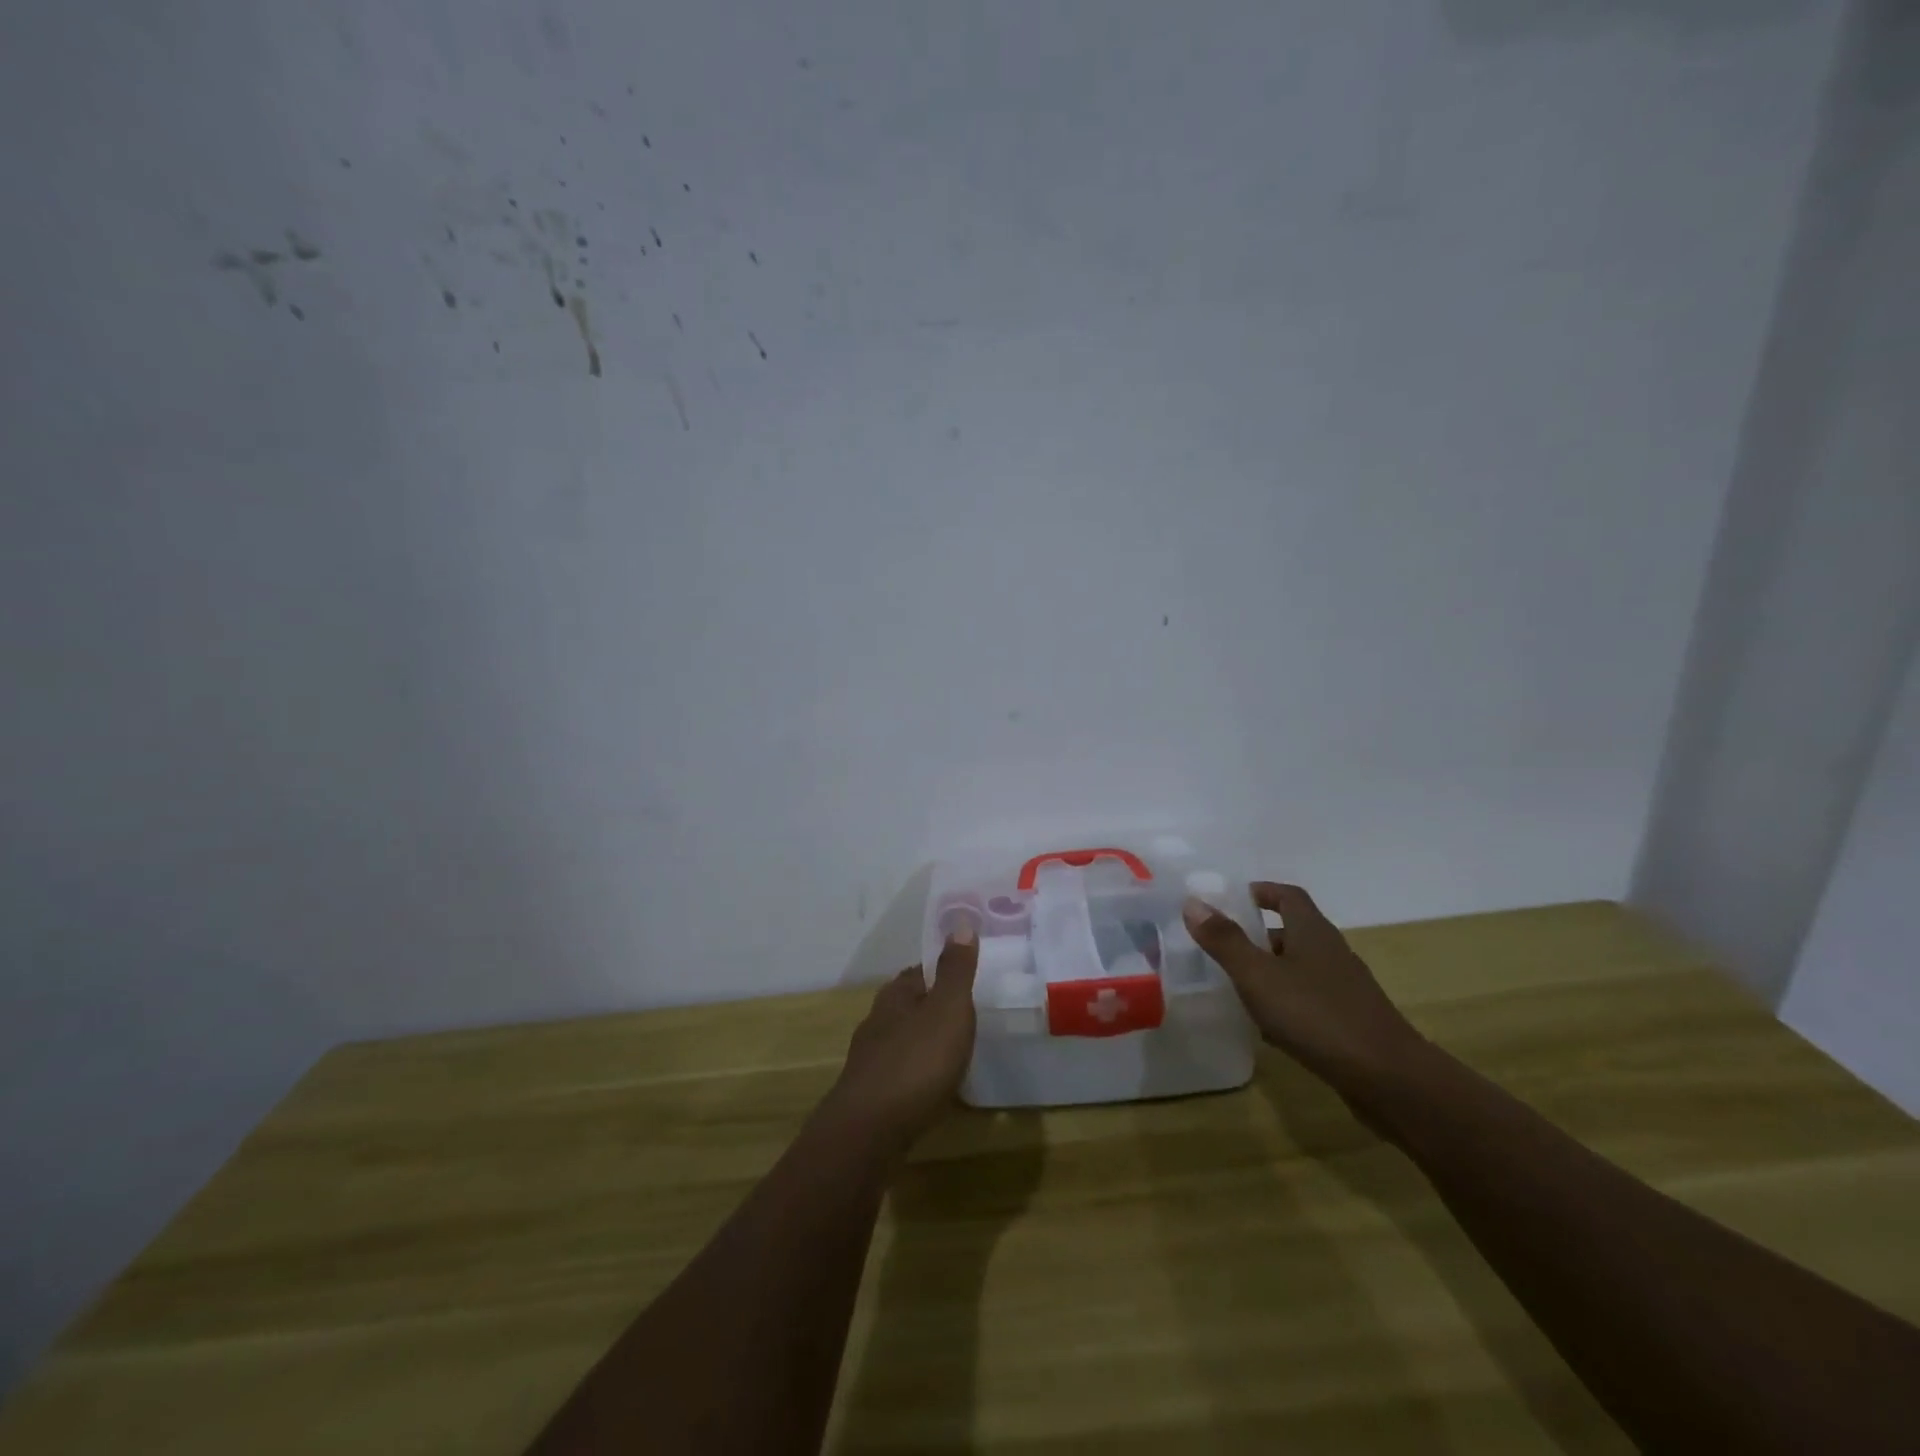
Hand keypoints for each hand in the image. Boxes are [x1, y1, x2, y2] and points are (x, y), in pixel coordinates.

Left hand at [822, 929, 978, 1153]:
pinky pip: (899, 1073)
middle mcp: (877, 1021)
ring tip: (953, 1051)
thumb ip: (956, 970)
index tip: (965, 977)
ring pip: (901, 1039)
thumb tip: (961, 923)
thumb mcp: (948, 1009)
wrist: (869, 1132)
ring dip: (923, 1041)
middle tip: (964, 1015)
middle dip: (931, 1007)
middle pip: (907, 1005)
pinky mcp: (869, 1095)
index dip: (941, 971)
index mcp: (896, 995)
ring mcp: (869, 1060)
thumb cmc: (916, 1062)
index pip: (919, 971)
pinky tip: (931, 1088)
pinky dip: (917, 1074)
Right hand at [1182, 883, 1426, 1092]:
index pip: (1288, 895)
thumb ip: (1224, 940)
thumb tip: (1192, 902)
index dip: (1261, 892)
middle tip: (1222, 947)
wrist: (1387, 1078)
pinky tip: (1268, 1028)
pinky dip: (1286, 1004)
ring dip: (1270, 972)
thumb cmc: (1316, 1015)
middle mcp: (1331, 952)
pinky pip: (1310, 1001)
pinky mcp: (1350, 1021)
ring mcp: (1345, 988)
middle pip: (1293, 932)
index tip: (1232, 899)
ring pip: (1300, 968)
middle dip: (1257, 936)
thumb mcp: (1258, 975)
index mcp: (1312, 931)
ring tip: (1236, 987)